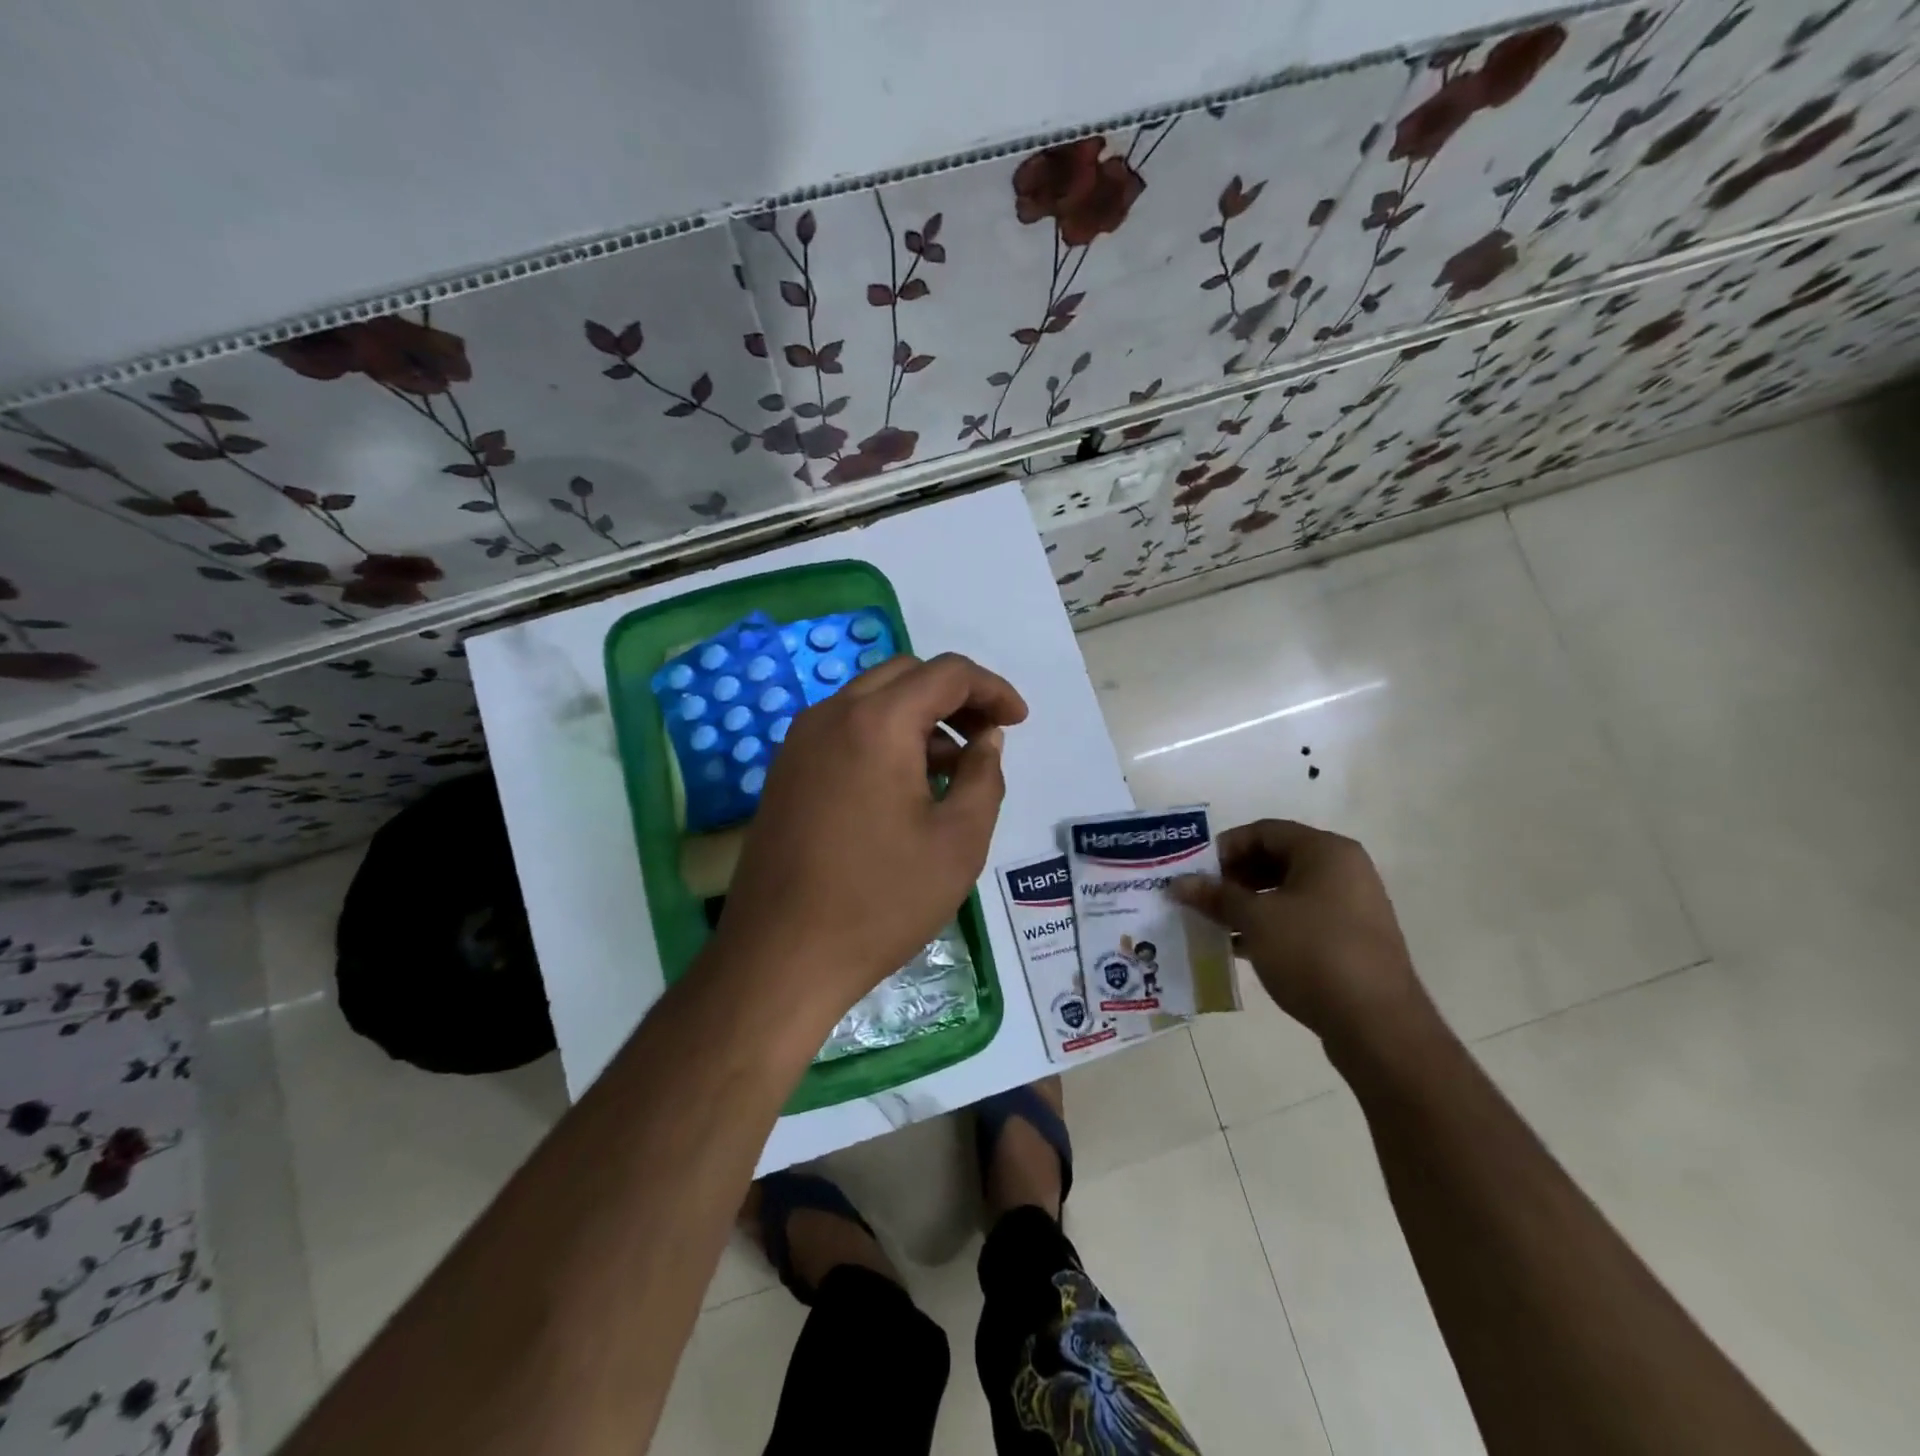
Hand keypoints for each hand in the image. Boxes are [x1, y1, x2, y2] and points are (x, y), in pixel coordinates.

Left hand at [714, 652, 1027, 1023]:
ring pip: (872, 700)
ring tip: (951, 770)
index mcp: (877, 723)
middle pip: (905, 676)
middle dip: (955, 697)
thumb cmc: (881, 900)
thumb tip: (986, 740)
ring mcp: (800, 741)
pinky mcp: (786, 770)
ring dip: (919, 717)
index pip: (947, 674)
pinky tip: (904, 787)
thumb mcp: (959, 841)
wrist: (781, 956)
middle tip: (987, 738)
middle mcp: (831, 715)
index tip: (1018, 721)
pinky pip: (845, 730)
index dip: (993, 689)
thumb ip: (983, 776)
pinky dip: (884, 737)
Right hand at [1171, 819, 1429, 1051]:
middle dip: (1235, 877)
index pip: (1264, 831)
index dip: (1226, 848)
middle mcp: (1344, 870)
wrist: (1377, 1025)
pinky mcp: (1351, 940)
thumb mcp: (1256, 920)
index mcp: (1326, 851)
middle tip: (1203, 898)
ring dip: (1249, 904)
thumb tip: (1179, 883)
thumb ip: (1216, 897)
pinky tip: (1241, 946)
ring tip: (1216, 923)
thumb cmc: (1313, 953)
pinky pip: (1302, 918)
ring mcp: (1352, 906)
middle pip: (1277, 859)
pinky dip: (1270, 925)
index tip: (1197, 873)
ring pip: (1287, 892)